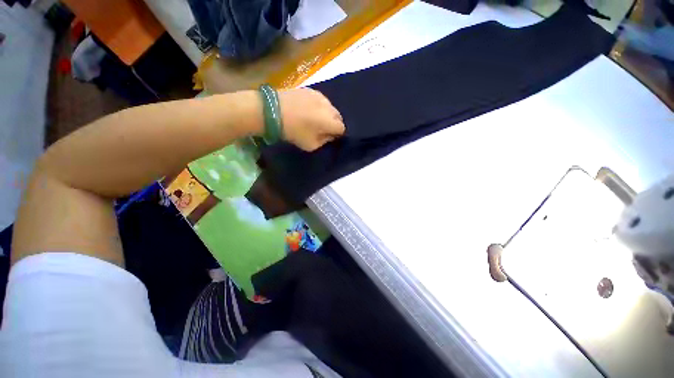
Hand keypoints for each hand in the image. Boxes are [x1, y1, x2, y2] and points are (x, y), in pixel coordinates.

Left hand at [278, 88, 344, 151]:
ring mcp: (320, 96)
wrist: (273, 111)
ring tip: (315, 118)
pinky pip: (321, 100)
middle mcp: (329, 107)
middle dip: (333, 123)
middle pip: (338, 116)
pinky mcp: (311, 90)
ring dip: (326, 114)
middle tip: (323, 128)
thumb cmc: (294, 131)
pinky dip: (318, 106)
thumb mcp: (311, 145)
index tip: (329, 136)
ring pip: (330, 107)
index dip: (337, 134)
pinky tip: (308, 109)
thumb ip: (324, 141)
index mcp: (330, 121)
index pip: (342, 128)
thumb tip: (330, 136)